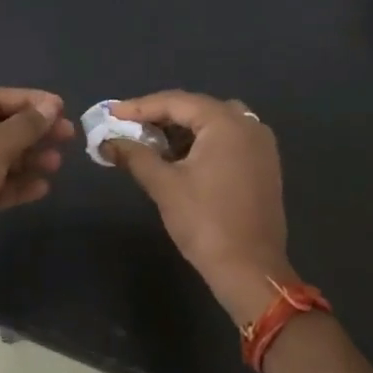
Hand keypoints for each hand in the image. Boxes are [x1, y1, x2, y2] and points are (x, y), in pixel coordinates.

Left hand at [0, 88, 73, 300]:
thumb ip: (23, 126)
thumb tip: (50, 107)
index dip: (28, 100)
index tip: (60, 107)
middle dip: (33, 130)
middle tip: (68, 135)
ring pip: (1, 159)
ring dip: (30, 158)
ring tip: (58, 162)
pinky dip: (19, 185)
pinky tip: (42, 188)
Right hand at [106, 91, 294, 325]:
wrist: (250, 270)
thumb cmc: (205, 222)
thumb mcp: (164, 185)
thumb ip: (134, 156)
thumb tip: (107, 142)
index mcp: (225, 122)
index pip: (176, 102)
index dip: (140, 107)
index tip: (111, 114)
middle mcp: (248, 125)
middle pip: (196, 108)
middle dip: (161, 116)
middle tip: (128, 127)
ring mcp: (261, 144)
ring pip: (214, 123)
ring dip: (182, 129)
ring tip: (151, 142)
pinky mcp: (265, 165)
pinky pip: (229, 139)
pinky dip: (203, 142)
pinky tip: (181, 158)